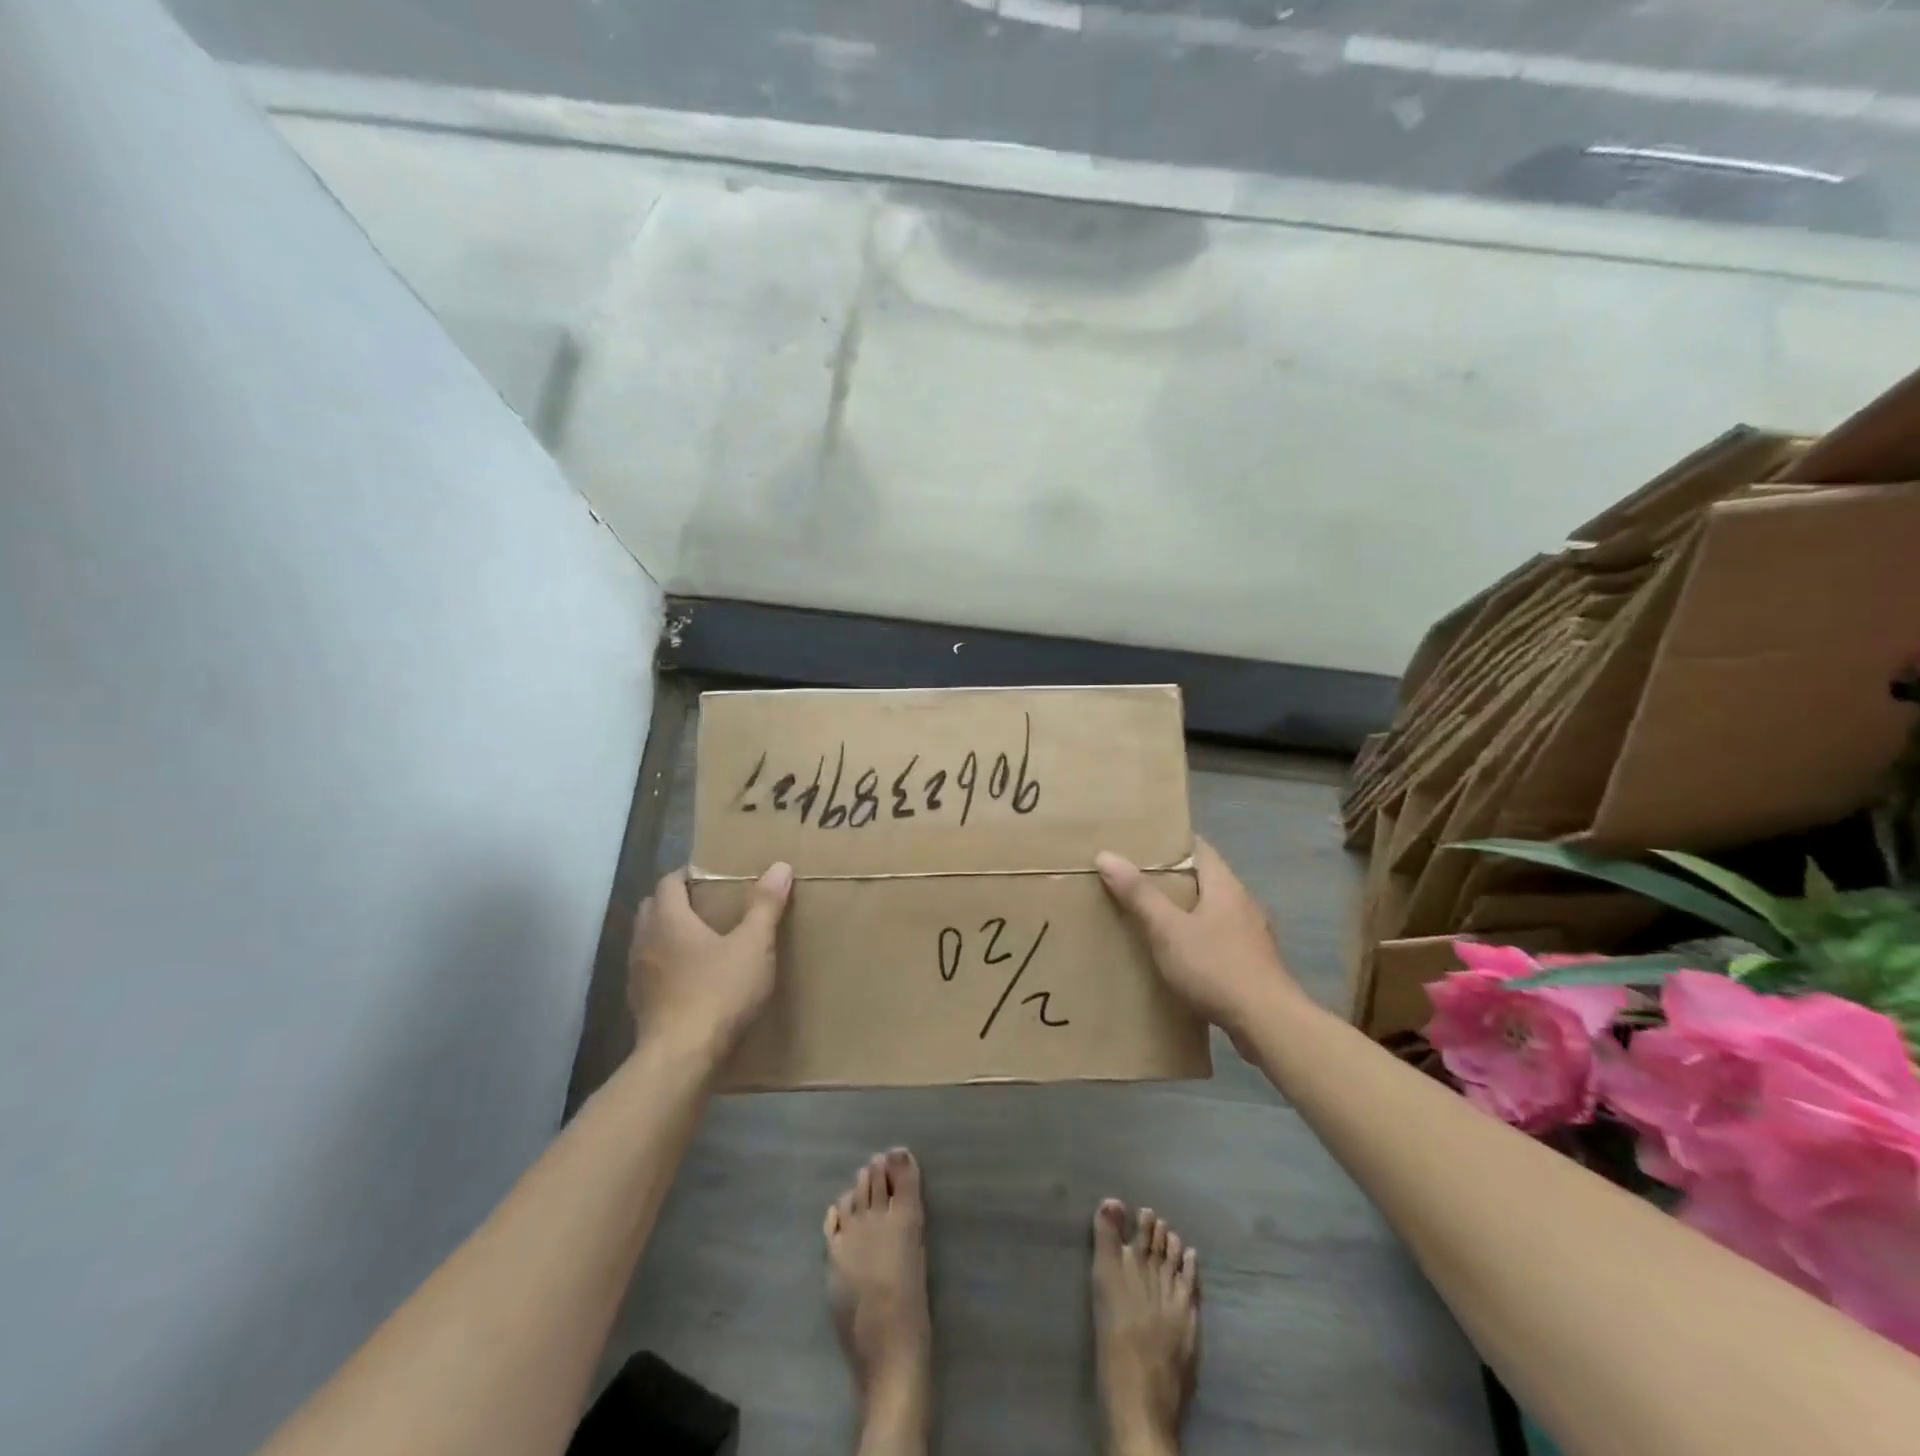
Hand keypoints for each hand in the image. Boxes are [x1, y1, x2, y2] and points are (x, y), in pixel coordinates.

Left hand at [628, 863, 792, 1061]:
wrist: (681, 1059)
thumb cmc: (718, 992)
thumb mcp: (752, 945)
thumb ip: (765, 906)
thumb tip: (779, 866)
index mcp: (668, 920)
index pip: (668, 882)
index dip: (688, 875)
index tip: (712, 876)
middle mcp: (645, 941)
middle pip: (653, 909)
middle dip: (676, 902)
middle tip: (710, 905)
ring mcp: (637, 976)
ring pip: (649, 941)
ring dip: (670, 936)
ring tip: (704, 942)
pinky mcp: (640, 1006)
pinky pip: (652, 972)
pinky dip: (668, 967)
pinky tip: (693, 980)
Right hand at [1097, 838, 1301, 1042]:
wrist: (1269, 1024)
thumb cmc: (1216, 967)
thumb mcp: (1168, 930)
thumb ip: (1139, 894)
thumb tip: (1107, 855)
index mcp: (1225, 886)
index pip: (1198, 848)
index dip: (1170, 843)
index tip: (1140, 845)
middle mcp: (1243, 903)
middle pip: (1204, 878)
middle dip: (1172, 879)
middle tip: (1135, 881)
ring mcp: (1252, 934)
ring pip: (1212, 910)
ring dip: (1186, 911)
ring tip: (1152, 918)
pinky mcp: (1253, 962)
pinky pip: (1219, 937)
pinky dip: (1198, 938)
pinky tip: (1180, 955)